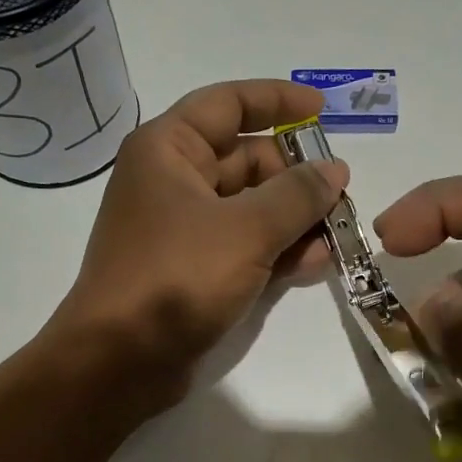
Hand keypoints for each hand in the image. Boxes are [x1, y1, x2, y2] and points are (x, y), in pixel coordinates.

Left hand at [47, 79, 348, 407]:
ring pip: (249, 209)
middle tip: (341, 198)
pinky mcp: (192, 271)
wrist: (120, 360)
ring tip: (338, 236)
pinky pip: (242, 247)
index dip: (278, 101)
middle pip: (246, 160)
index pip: (229, 103)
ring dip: (293, 219)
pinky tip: (314, 264)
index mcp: (169, 149)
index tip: (324, 111)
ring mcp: (182, 230)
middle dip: (296, 177)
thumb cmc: (176, 279)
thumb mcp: (246, 230)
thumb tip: (334, 171)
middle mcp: (173, 181)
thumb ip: (297, 195)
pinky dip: (276, 252)